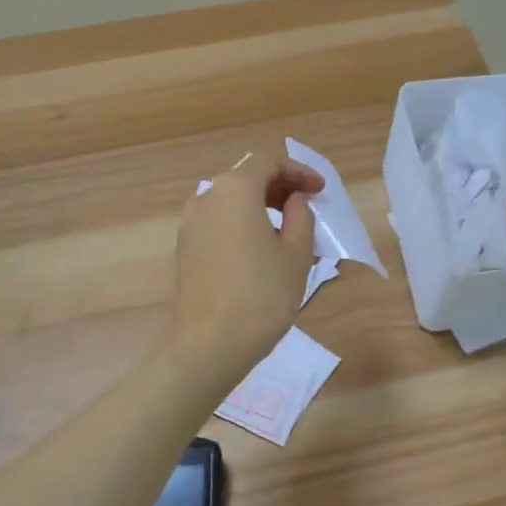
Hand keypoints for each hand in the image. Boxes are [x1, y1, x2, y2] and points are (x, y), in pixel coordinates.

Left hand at [170, 149, 323, 390]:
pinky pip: (218, 221)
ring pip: (230, 200)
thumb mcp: (296, 255)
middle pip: (246, 176)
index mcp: (234, 190)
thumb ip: (301, 216)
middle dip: (279, 185)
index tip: (320, 191)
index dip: (298, 170)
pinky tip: (261, 247)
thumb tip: (294, 201)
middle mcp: (206, 197)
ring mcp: (190, 223)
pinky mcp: (185, 248)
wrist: (210, 344)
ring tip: (287, 229)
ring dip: (260, 205)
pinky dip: (242, 223)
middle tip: (307, 205)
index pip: (268, 161)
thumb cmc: (262, 296)